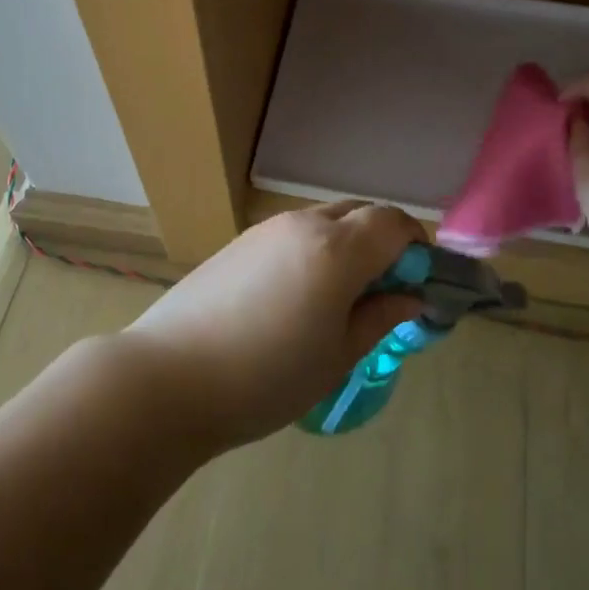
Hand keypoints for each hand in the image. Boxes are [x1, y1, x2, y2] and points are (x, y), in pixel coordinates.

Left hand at [121, 203, 426, 449]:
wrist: (170, 376)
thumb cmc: (266, 376)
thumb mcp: (337, 356)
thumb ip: (380, 317)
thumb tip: (410, 297)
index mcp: (337, 248)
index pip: (394, 222)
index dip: (416, 245)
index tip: (418, 282)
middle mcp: (304, 224)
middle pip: (361, 212)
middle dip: (384, 241)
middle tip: (383, 291)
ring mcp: (267, 228)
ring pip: (326, 220)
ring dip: (348, 244)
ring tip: (339, 298)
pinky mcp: (240, 242)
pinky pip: (294, 232)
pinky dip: (314, 249)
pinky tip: (297, 296)